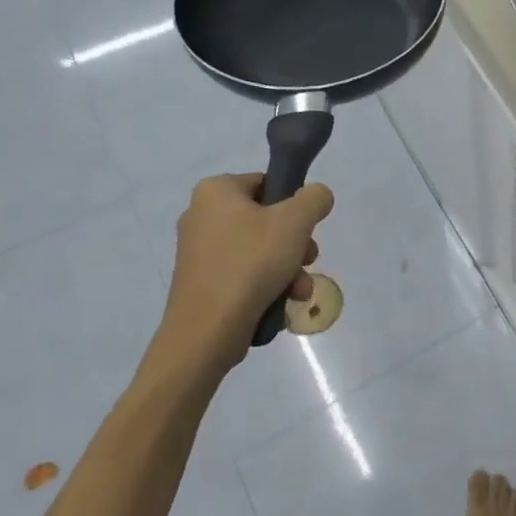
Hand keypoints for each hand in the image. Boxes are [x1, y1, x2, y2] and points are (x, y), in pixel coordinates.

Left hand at [150, 173, 333, 389]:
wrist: (207, 331)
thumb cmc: (250, 264)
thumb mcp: (295, 222)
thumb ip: (314, 198)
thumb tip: (316, 196)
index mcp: (215, 190)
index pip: (268, 183)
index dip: (294, 205)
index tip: (307, 229)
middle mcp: (201, 215)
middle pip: (268, 220)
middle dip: (295, 244)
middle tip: (308, 260)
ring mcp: (199, 251)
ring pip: (260, 250)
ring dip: (288, 268)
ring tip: (298, 291)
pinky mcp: (202, 282)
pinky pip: (245, 273)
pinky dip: (267, 285)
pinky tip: (281, 303)